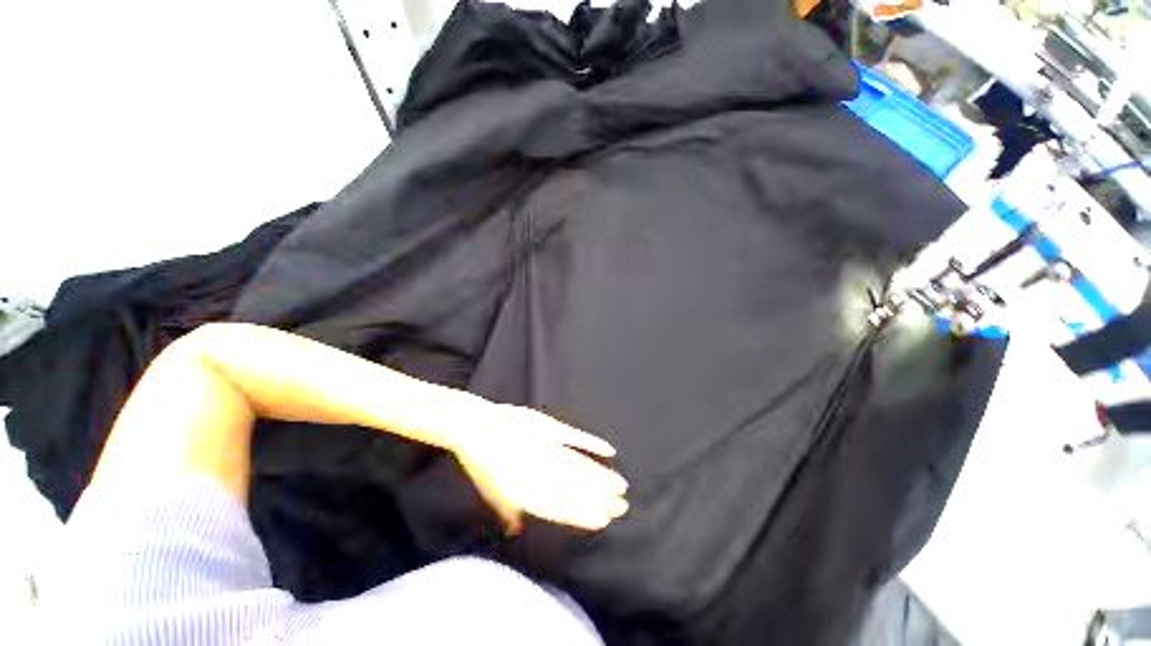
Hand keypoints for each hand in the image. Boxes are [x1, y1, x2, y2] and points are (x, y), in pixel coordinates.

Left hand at [450, 403, 628, 534]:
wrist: (476, 425)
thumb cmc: (481, 460)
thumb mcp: (490, 491)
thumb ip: (507, 511)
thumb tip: (517, 529)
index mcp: (527, 489)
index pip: (562, 506)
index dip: (584, 514)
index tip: (604, 520)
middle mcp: (541, 470)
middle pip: (576, 487)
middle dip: (601, 498)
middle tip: (622, 506)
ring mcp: (547, 446)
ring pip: (581, 465)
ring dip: (602, 477)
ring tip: (621, 486)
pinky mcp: (550, 426)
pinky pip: (576, 437)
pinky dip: (593, 443)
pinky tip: (609, 450)